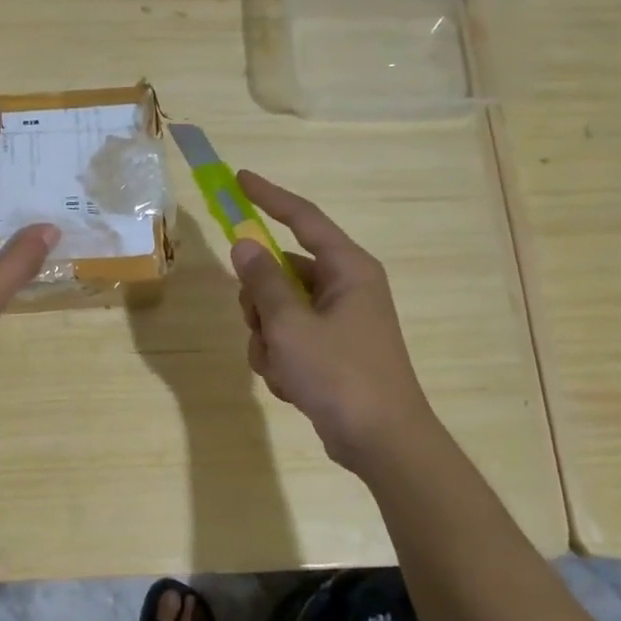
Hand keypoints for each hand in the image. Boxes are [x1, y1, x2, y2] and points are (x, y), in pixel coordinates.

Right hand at [231, 170, 432, 471]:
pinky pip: (288, 340)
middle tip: (261, 326)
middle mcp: (345, 288)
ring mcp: (339, 321)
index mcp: (347, 269)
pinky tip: (291, 385)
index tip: (239, 179)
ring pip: (278, 311)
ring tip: (282, 367)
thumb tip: (244, 243)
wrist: (381, 441)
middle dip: (259, 301)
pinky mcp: (331, 351)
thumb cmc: (340, 374)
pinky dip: (280, 360)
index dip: (269, 197)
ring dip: (267, 338)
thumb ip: (263, 281)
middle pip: (281, 271)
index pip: (302, 218)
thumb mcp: (291, 325)